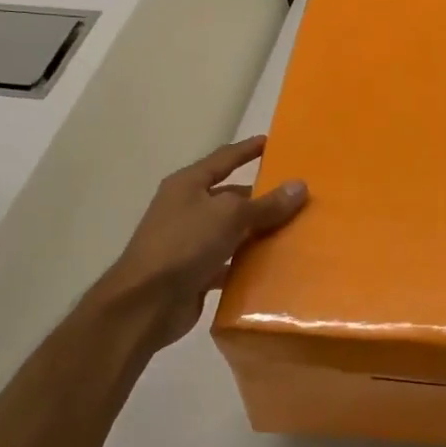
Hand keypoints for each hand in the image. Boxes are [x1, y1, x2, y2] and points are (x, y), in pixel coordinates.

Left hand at [82, 136, 307, 354]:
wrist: (145, 304)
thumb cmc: (184, 244)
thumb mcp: (229, 216)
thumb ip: (266, 204)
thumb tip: (300, 186)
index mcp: (188, 185)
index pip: (224, 159)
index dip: (247, 150)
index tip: (271, 142)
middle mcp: (188, 209)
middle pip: (231, 197)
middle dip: (262, 197)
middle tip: (298, 196)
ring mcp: (191, 243)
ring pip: (233, 232)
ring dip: (259, 232)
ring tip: (296, 230)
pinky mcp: (196, 273)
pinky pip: (231, 263)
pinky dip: (250, 264)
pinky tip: (277, 266)